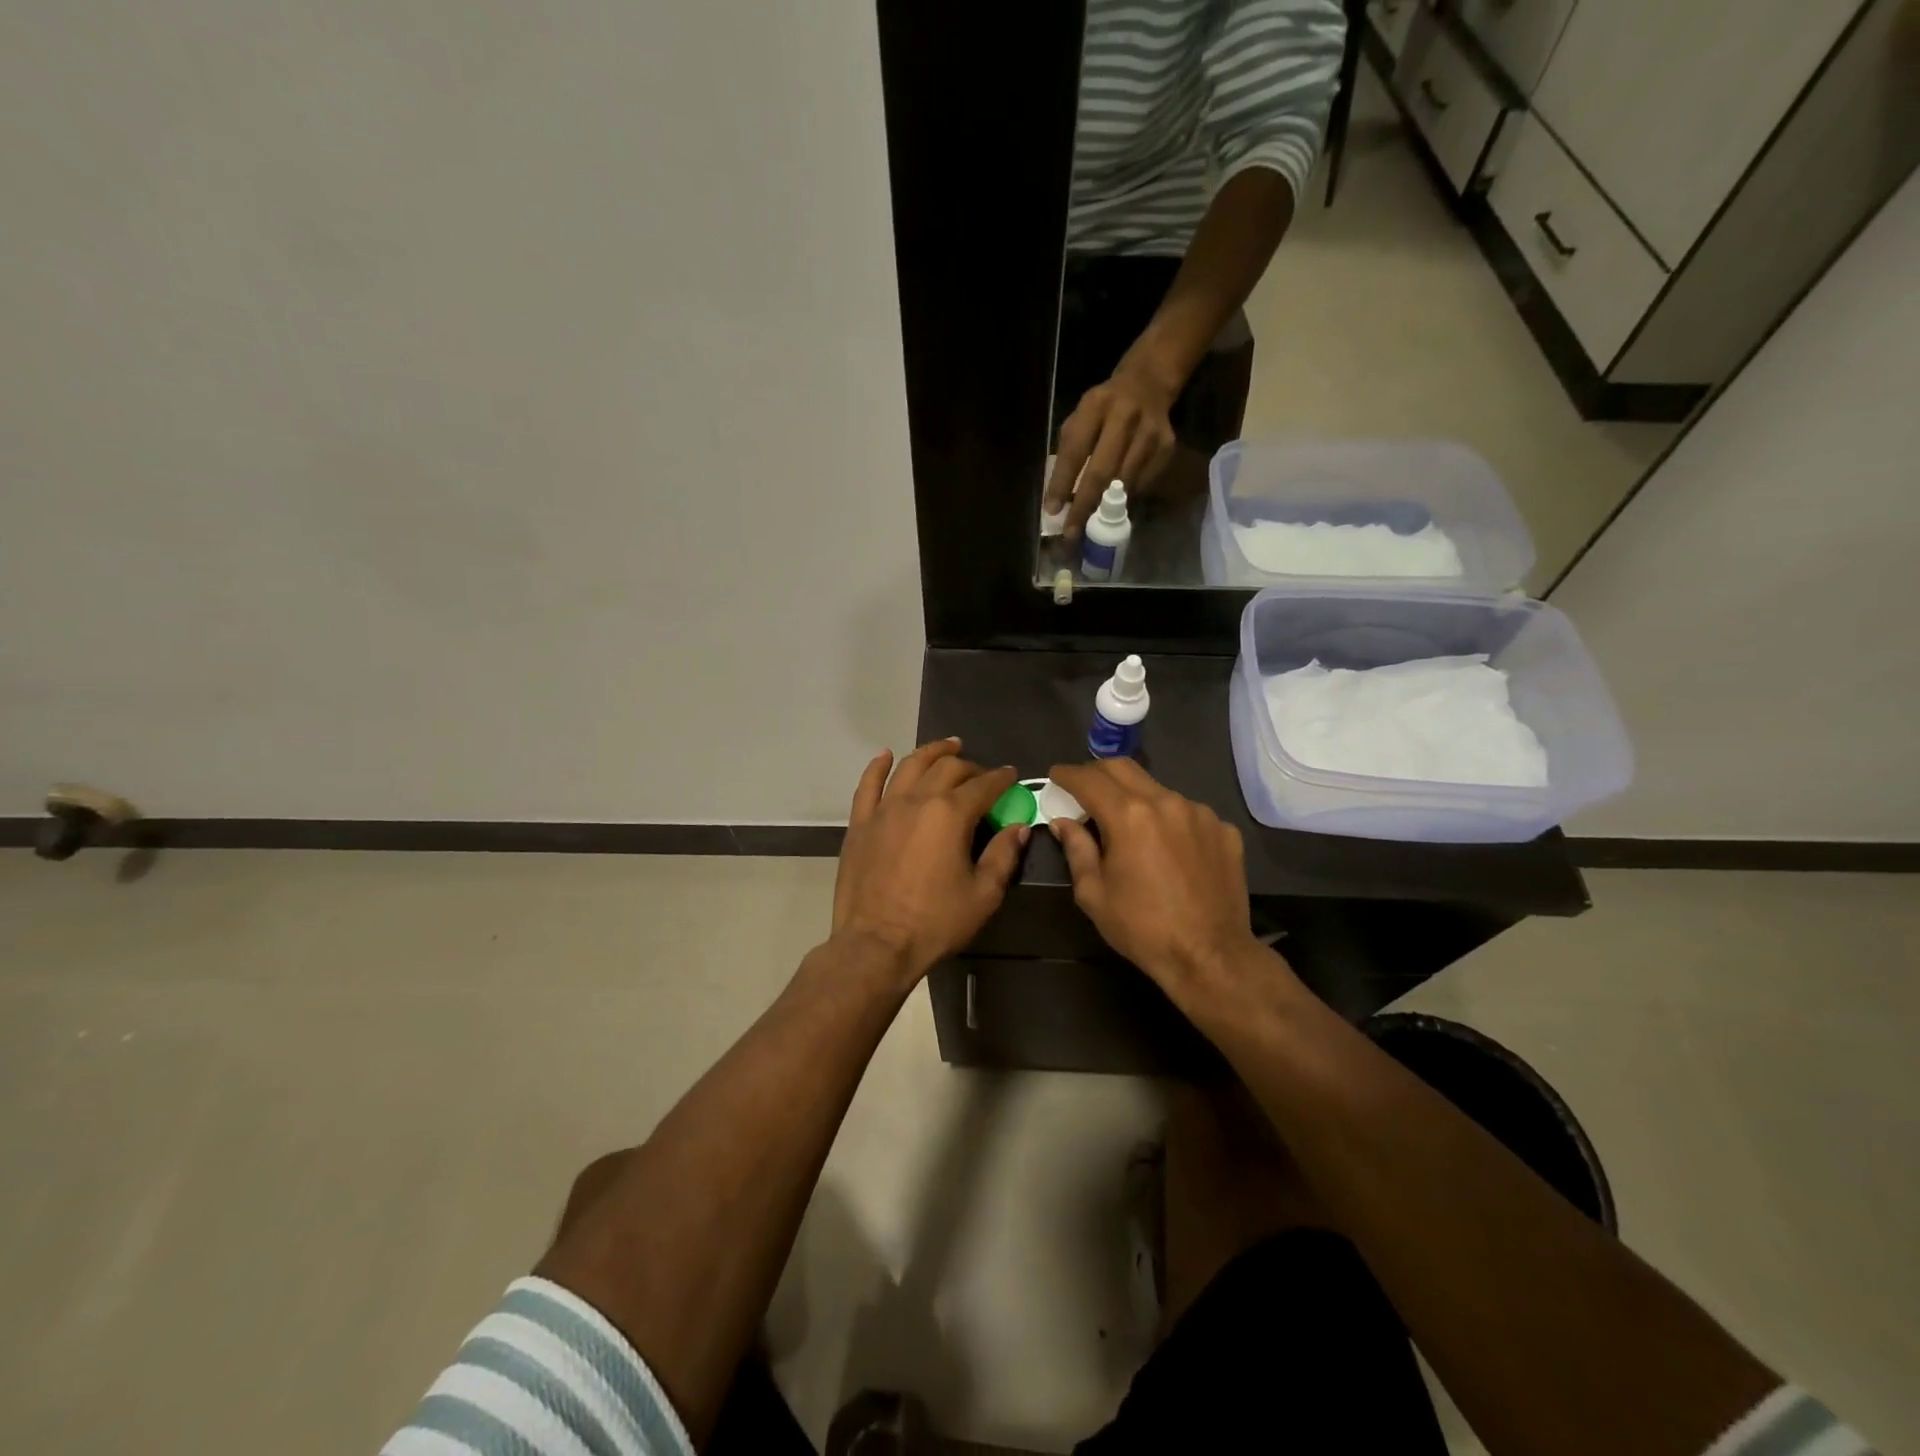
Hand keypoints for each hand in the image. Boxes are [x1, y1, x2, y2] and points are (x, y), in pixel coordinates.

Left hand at [831, 739, 1025, 988]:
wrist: (876, 945)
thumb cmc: (935, 923)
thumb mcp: (983, 894)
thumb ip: (1003, 855)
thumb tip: (1019, 827)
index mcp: (951, 814)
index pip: (983, 785)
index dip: (1001, 778)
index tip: (1011, 776)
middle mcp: (917, 800)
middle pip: (947, 768)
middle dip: (970, 766)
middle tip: (982, 773)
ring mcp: (884, 809)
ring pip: (910, 766)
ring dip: (931, 752)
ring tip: (947, 746)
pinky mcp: (860, 823)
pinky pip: (868, 785)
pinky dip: (879, 766)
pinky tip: (886, 755)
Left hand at [1045, 359, 1179, 539]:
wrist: (1148, 383)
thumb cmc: (1103, 409)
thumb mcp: (1080, 418)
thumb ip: (1069, 452)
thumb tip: (1059, 499)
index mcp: (1095, 406)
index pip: (1075, 450)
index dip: (1062, 483)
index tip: (1052, 511)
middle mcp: (1124, 416)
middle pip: (1102, 471)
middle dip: (1084, 505)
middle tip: (1072, 532)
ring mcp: (1150, 431)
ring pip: (1124, 481)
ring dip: (1105, 507)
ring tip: (1090, 524)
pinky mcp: (1167, 446)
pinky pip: (1143, 482)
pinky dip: (1127, 497)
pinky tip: (1116, 503)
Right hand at [1047, 759, 1266, 1012]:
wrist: (1210, 956)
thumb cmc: (1142, 928)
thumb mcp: (1094, 893)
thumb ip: (1076, 850)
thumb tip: (1064, 823)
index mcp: (1128, 816)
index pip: (1089, 779)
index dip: (1067, 774)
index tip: (1056, 776)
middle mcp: (1165, 802)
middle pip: (1124, 768)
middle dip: (1097, 772)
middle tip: (1084, 788)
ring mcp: (1200, 813)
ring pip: (1158, 789)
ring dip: (1135, 797)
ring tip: (1128, 825)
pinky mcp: (1224, 830)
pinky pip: (1188, 813)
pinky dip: (1169, 820)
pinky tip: (1167, 848)